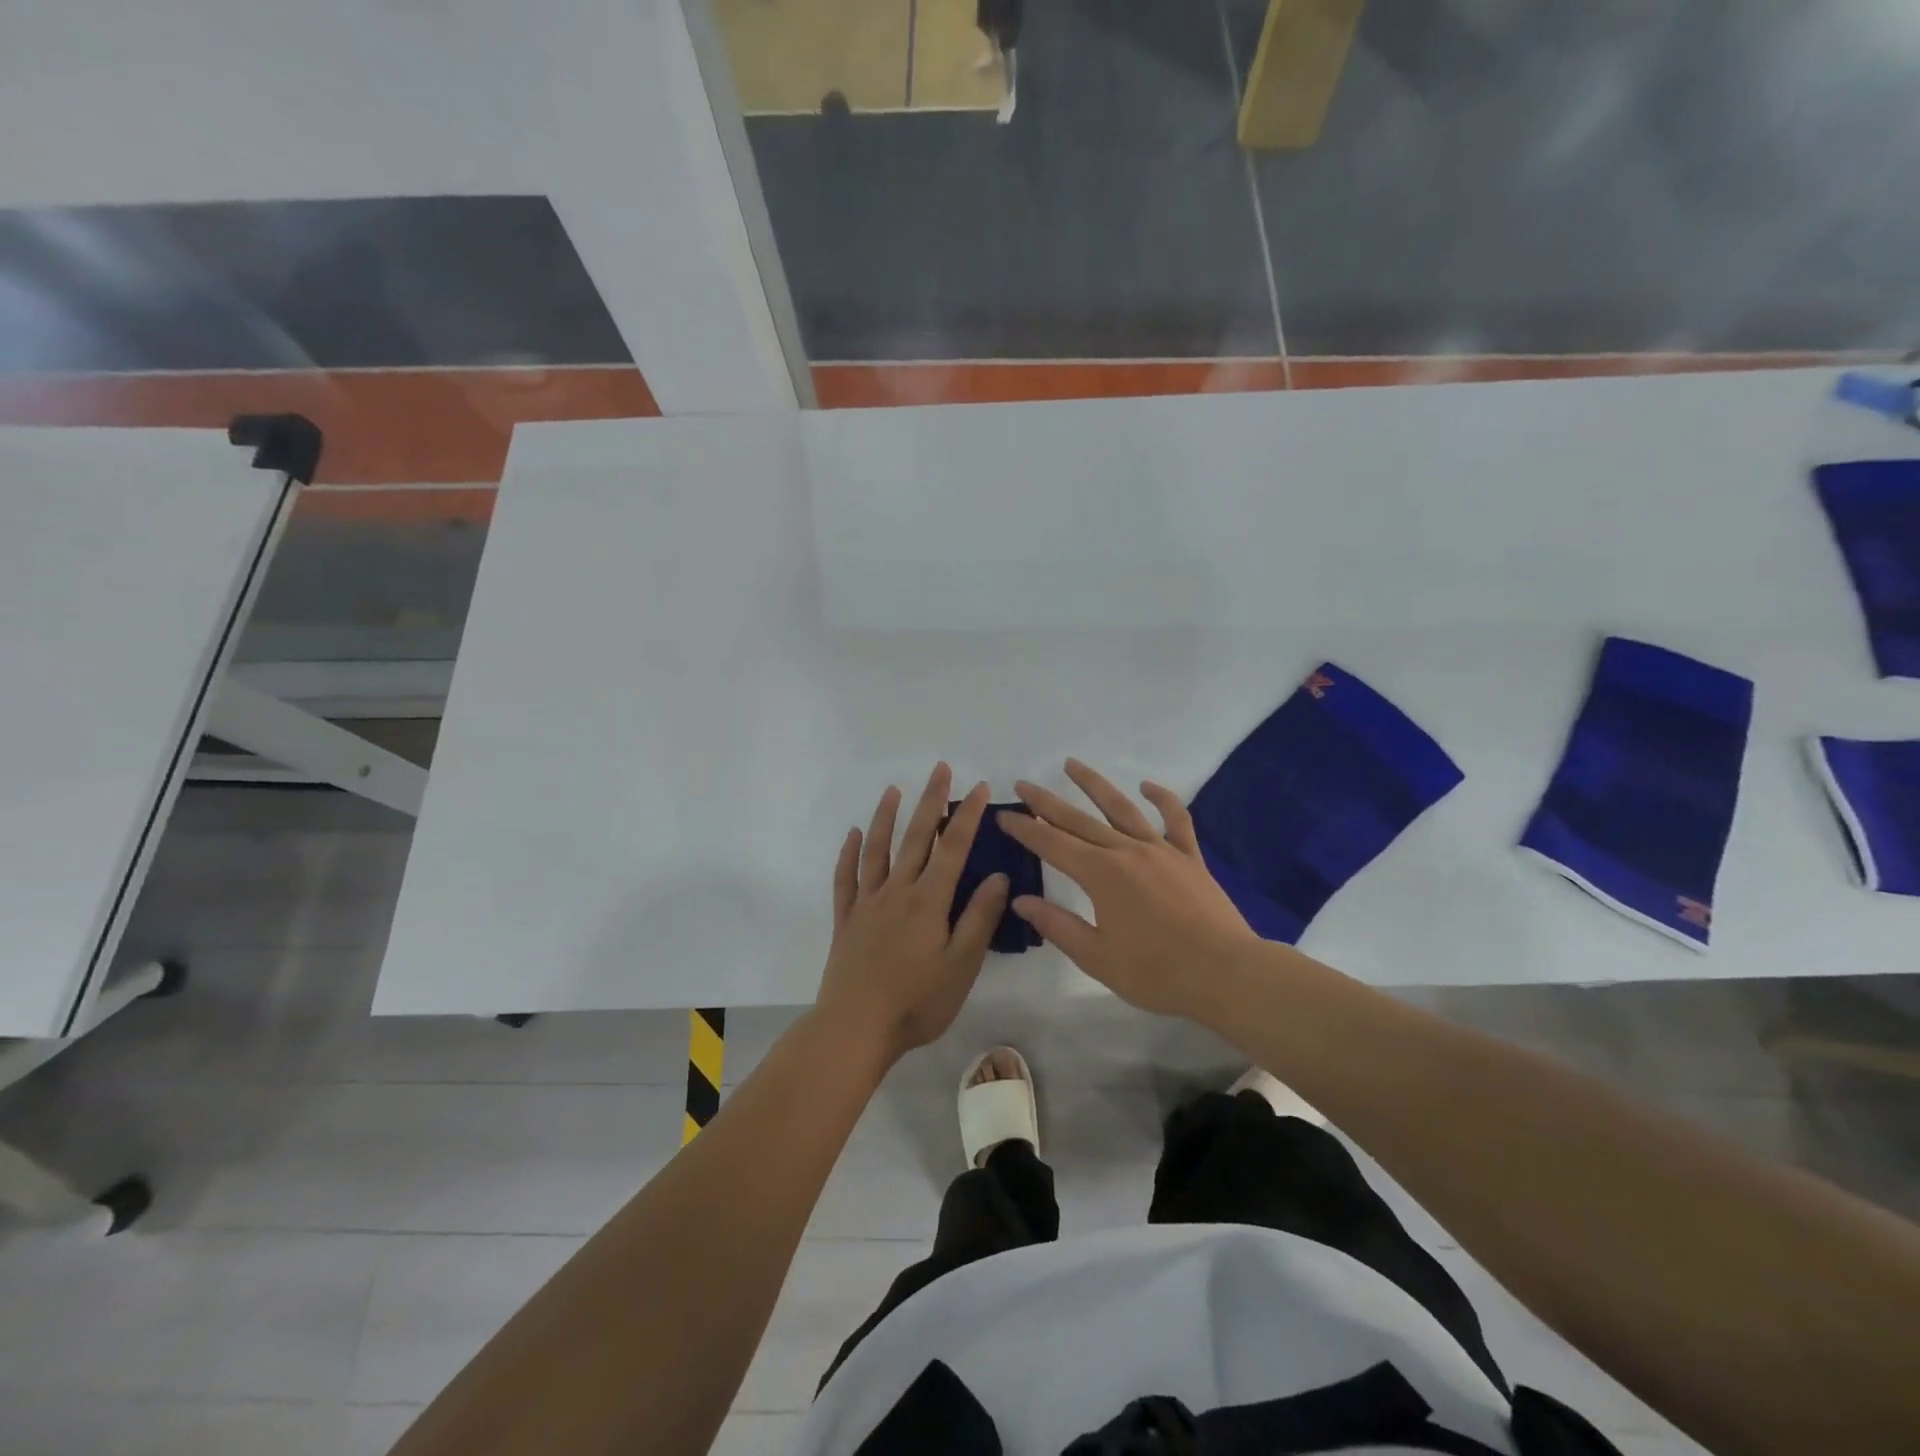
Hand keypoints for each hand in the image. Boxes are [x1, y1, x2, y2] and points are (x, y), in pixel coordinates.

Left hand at [815, 764, 1008, 1064]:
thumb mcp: (961, 965)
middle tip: (939, 769)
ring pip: (877, 849)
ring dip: (886, 816)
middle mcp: (897, 891)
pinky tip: (853, 835)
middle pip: (915, 837)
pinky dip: (849, 853)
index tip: (978, 787)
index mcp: (928, 900)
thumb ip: (979, 918)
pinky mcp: (846, 919)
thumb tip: (1000, 876)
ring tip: (894, 789)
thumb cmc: (917, 1002)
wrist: (856, 1027)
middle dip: (930, 801)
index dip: (967, 815)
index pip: (952, 847)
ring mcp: (867, 902)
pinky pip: (846, 878)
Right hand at [998, 759, 1259, 1016]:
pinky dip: (1162, 799)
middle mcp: (1126, 851)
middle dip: (1047, 802)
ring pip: (1122, 808)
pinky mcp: (1189, 857)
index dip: (1025, 830)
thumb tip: (1022, 901)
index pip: (1052, 844)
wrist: (1226, 973)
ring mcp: (1160, 850)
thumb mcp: (1097, 957)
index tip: (1004, 815)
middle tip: (1024, 784)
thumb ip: (1058, 925)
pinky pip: (1176, 820)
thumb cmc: (1156, 972)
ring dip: (1095, 784)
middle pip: (1079, 820)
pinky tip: (1148, 786)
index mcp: (1100, 875)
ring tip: (1072, 764)